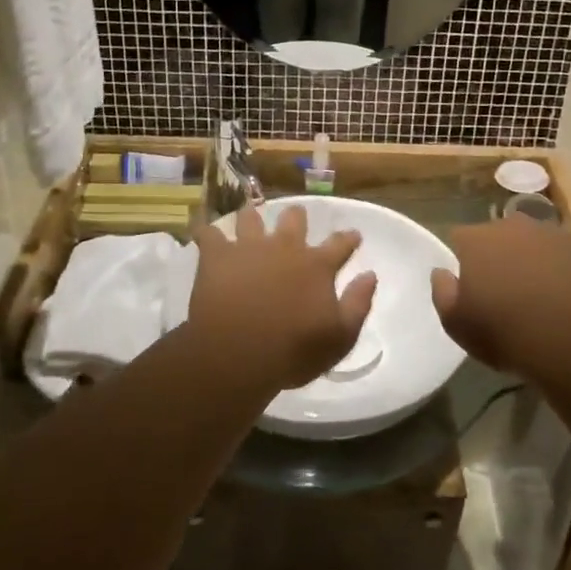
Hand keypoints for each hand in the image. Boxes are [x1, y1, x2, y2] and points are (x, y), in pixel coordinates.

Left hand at [190, 205, 376, 389]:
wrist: (239, 353)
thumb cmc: (294, 350)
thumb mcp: (340, 336)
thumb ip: (358, 303)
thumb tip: (370, 275)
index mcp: (317, 266)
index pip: (340, 244)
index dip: (348, 238)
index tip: (353, 234)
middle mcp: (286, 248)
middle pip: (294, 220)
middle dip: (297, 217)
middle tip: (296, 218)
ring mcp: (249, 247)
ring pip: (251, 218)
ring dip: (252, 217)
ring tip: (249, 216)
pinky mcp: (217, 256)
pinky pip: (208, 233)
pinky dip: (204, 230)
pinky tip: (200, 227)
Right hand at [430, 216, 570, 374]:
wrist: (569, 337)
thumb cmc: (503, 331)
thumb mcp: (456, 324)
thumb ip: (442, 292)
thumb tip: (442, 272)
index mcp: (476, 239)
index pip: (460, 238)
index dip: (465, 260)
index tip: (472, 284)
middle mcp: (512, 224)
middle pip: (500, 234)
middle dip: (502, 255)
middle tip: (508, 290)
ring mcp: (552, 231)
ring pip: (537, 240)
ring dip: (536, 258)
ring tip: (543, 294)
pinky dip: (568, 267)